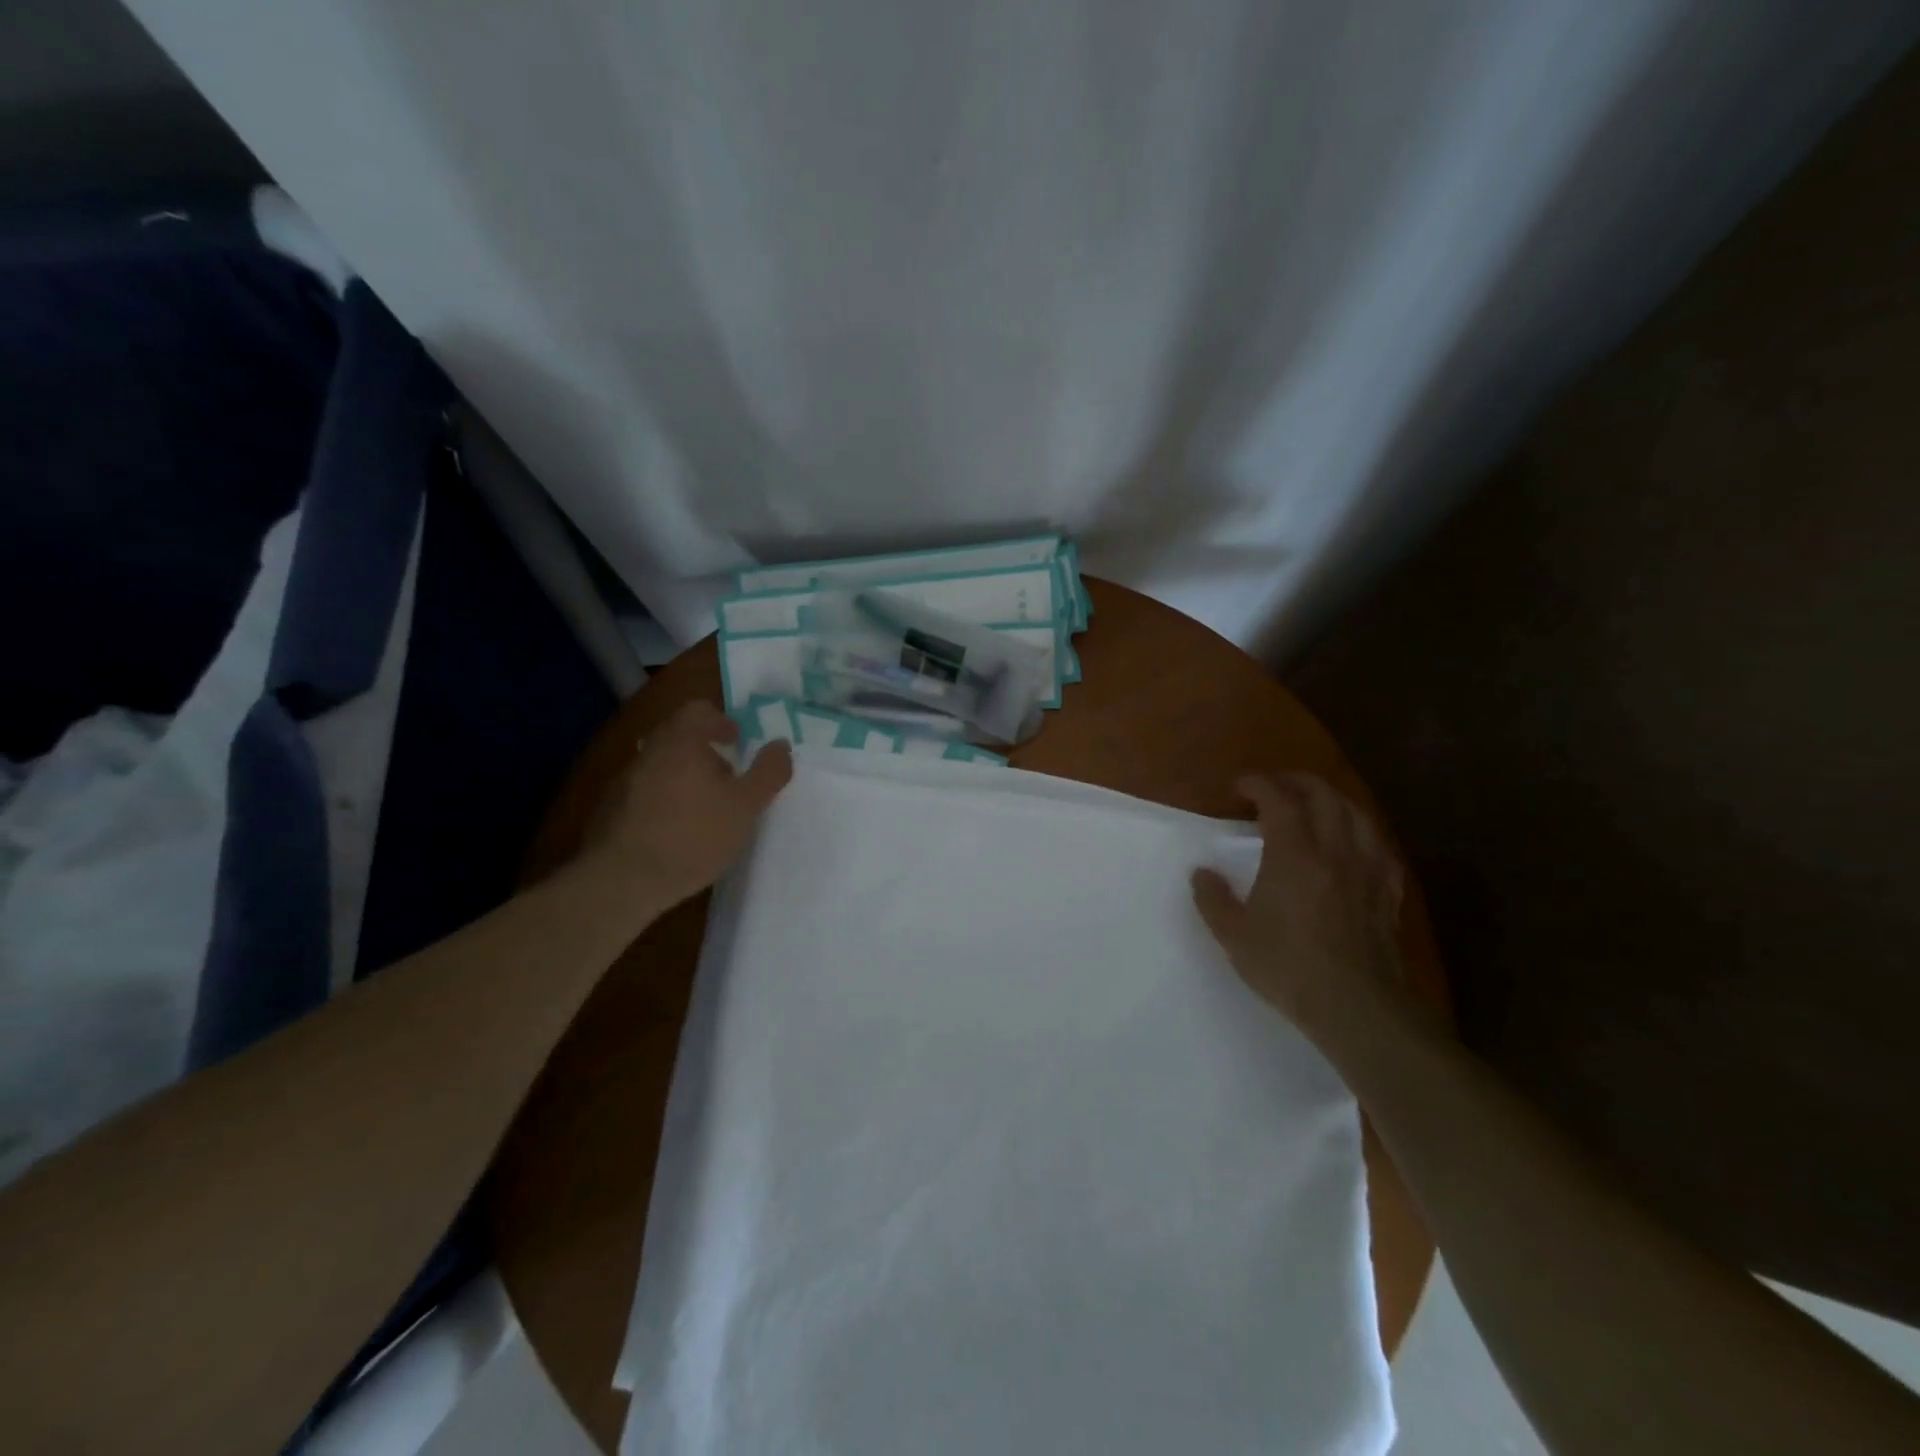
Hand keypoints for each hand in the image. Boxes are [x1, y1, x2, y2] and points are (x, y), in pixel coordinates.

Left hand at [575, 700, 792, 911]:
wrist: (623, 880)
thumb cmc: (694, 835)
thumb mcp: (746, 806)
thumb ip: (768, 772)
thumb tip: (780, 744)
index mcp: (681, 741)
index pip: (699, 710)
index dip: (722, 722)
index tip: (737, 742)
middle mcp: (650, 752)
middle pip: (679, 736)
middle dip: (705, 751)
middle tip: (728, 777)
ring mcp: (625, 780)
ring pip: (662, 764)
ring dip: (685, 776)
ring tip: (706, 808)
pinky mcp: (612, 809)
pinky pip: (645, 791)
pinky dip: (665, 799)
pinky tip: (678, 830)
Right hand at [1191, 774, 1408, 1056]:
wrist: (1355, 1006)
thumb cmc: (1287, 965)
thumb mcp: (1233, 935)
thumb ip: (1212, 898)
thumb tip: (1201, 873)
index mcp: (1294, 853)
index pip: (1278, 799)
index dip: (1258, 784)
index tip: (1239, 785)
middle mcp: (1335, 849)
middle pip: (1323, 796)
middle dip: (1296, 781)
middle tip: (1274, 786)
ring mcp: (1368, 869)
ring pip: (1356, 814)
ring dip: (1331, 800)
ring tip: (1314, 806)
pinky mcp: (1388, 892)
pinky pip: (1379, 846)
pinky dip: (1361, 833)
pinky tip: (1354, 844)